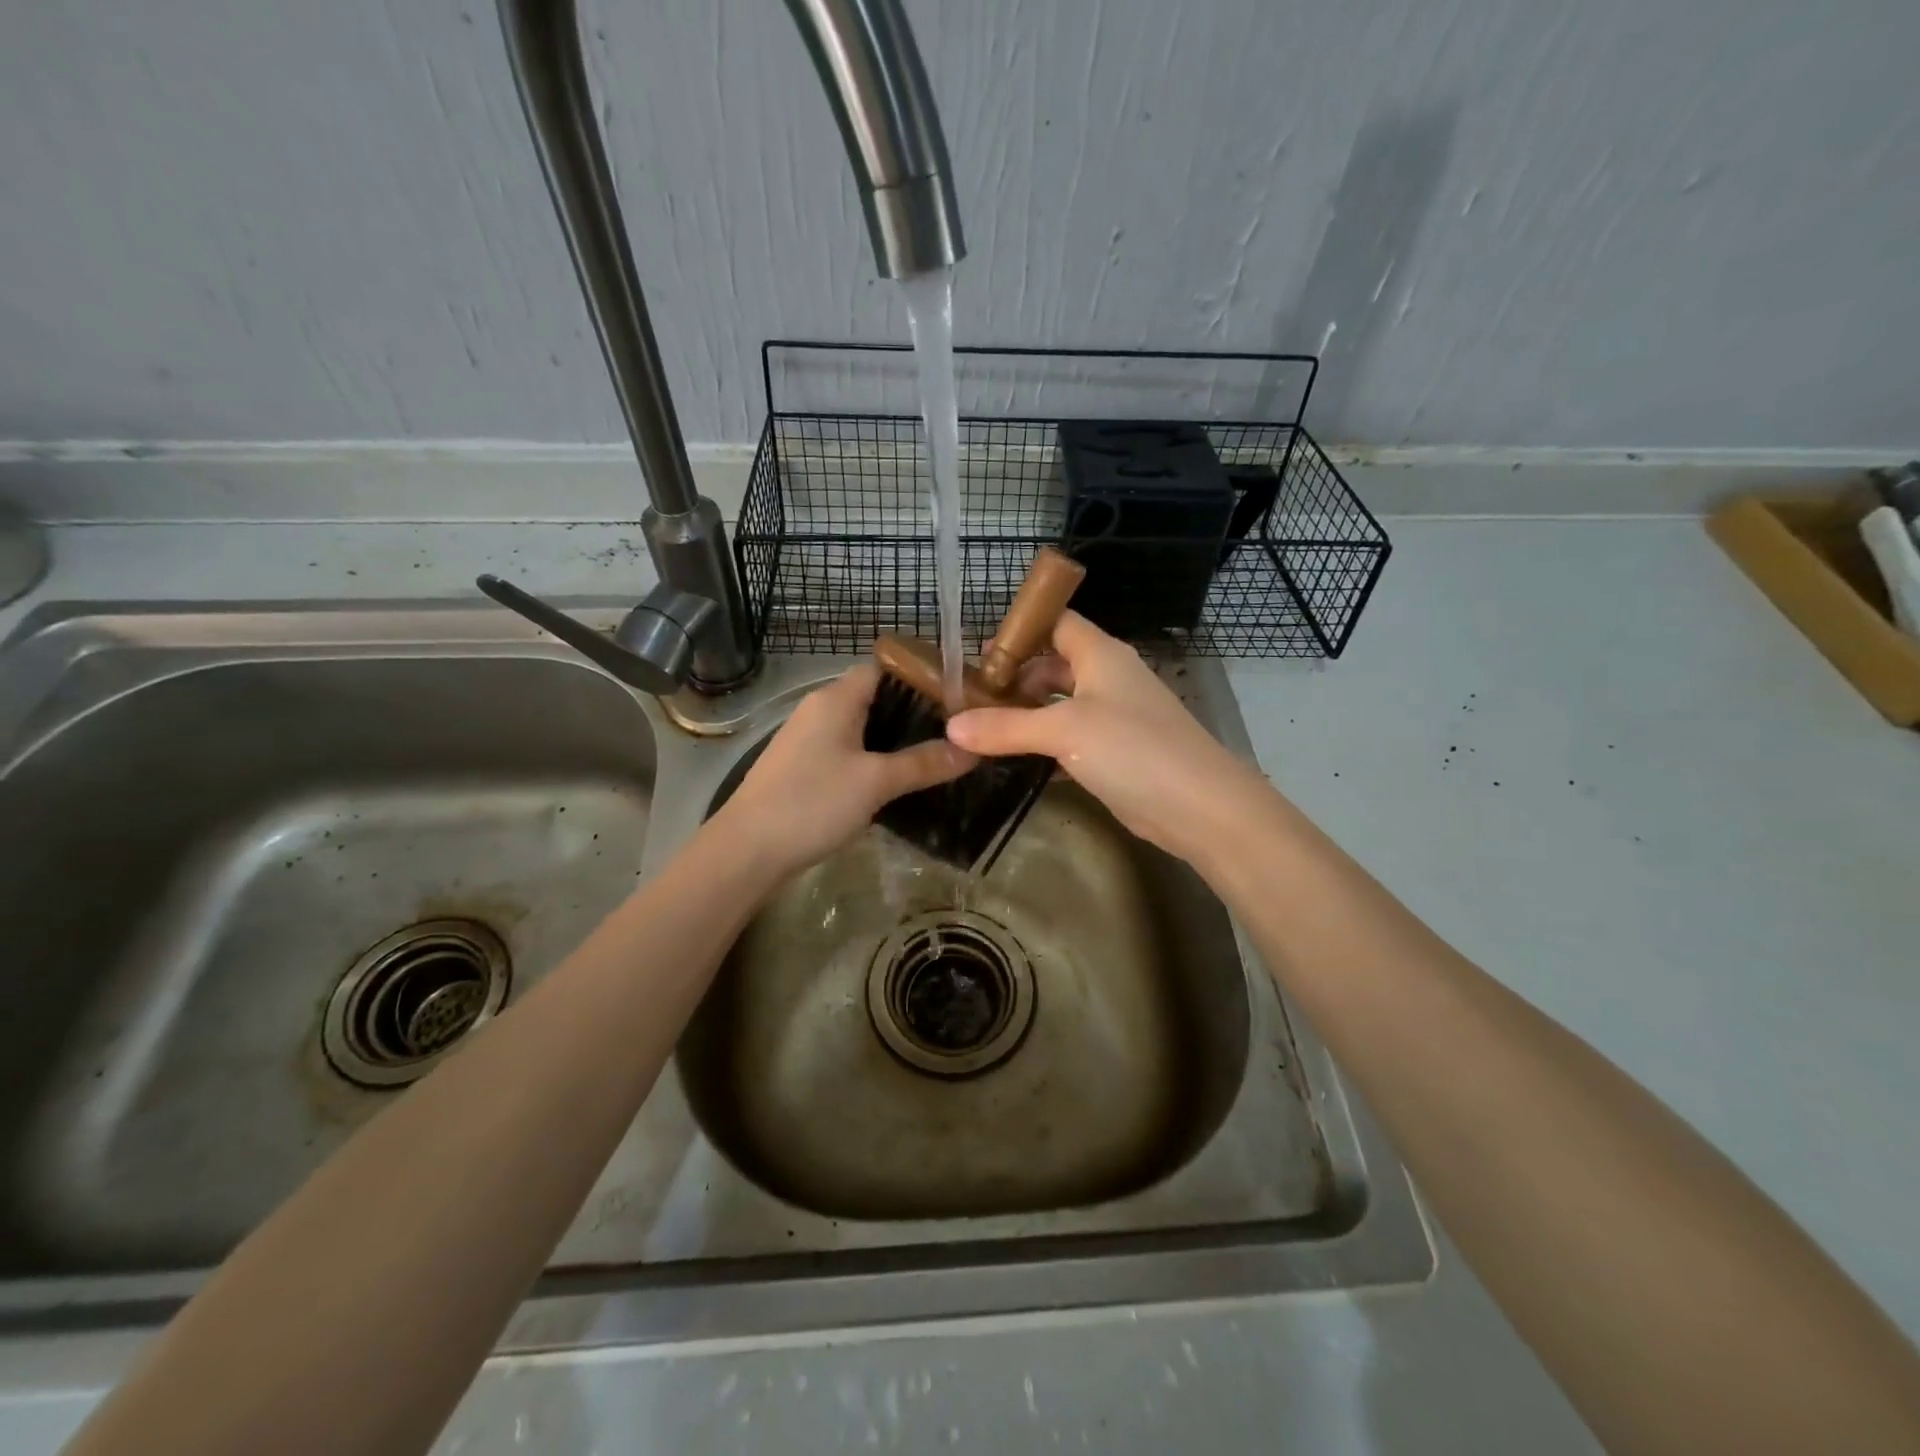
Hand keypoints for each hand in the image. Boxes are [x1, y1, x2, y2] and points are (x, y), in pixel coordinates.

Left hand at [712, 663, 975, 877]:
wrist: (747, 850)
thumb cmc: (812, 803)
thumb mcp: (876, 782)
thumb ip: (924, 763)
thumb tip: (973, 749)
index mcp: (837, 698)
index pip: (885, 667)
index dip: (922, 675)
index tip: (959, 695)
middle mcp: (821, 708)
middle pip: (876, 696)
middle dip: (916, 711)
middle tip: (957, 730)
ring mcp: (809, 738)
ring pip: (862, 725)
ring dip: (896, 737)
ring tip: (937, 753)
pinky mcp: (803, 765)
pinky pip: (849, 749)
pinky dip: (875, 757)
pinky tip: (897, 780)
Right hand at [945, 612, 1262, 861]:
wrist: (1199, 806)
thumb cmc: (1133, 749)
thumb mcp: (1064, 730)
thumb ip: (1006, 727)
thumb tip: (951, 726)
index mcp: (1100, 654)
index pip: (1055, 622)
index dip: (1019, 631)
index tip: (977, 654)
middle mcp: (1106, 678)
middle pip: (1052, 665)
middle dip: (1014, 679)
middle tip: (970, 701)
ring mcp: (1112, 717)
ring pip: (1058, 705)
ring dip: (1024, 715)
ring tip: (980, 731)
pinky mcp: (1113, 754)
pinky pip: (1068, 739)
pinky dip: (1041, 745)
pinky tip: (1011, 761)